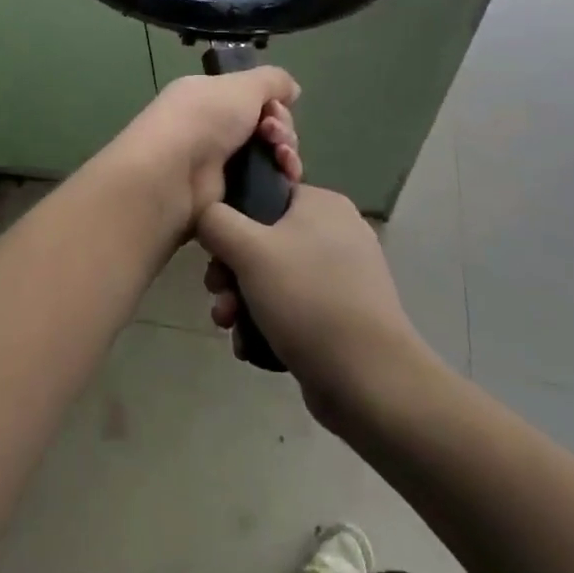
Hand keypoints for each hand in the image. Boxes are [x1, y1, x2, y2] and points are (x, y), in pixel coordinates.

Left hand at [103, 68, 302, 237]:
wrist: (173, 173)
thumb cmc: (204, 118)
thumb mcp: (241, 85)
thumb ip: (271, 80)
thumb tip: (291, 89)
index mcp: (207, 97)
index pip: (251, 97)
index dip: (272, 101)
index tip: (276, 108)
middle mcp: (211, 128)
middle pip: (264, 127)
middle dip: (281, 128)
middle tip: (274, 134)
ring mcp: (218, 164)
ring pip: (269, 156)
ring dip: (285, 153)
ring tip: (282, 156)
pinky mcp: (227, 196)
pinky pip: (265, 184)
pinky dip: (281, 178)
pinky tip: (287, 176)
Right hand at [197, 185, 423, 424]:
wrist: (368, 379)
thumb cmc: (306, 299)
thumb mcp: (248, 250)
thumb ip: (215, 220)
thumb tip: (205, 212)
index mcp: (322, 203)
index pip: (263, 193)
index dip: (230, 220)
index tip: (213, 252)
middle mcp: (336, 231)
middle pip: (263, 239)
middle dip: (231, 271)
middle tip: (218, 294)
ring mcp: (342, 275)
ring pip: (273, 276)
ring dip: (242, 299)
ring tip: (229, 325)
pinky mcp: (342, 313)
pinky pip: (292, 306)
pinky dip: (267, 320)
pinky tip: (249, 343)